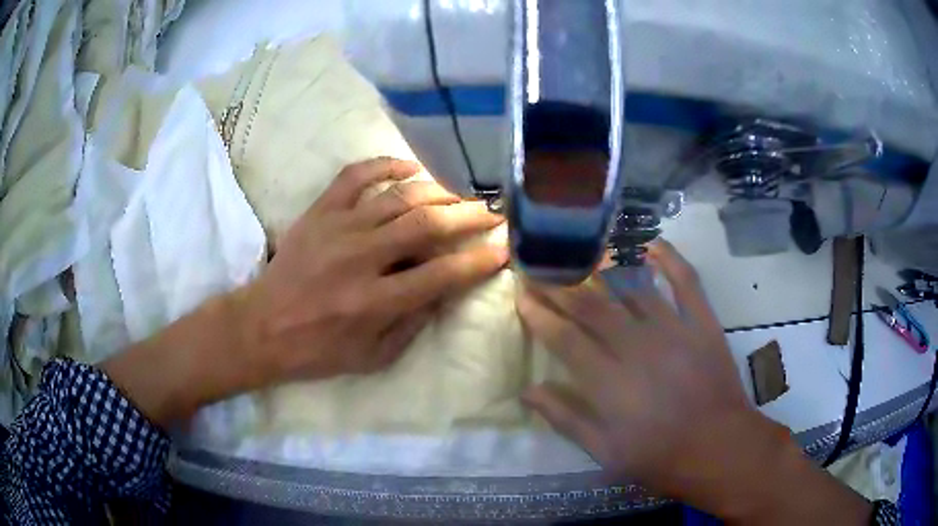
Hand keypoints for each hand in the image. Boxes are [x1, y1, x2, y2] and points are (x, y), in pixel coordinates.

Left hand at [102, 157, 507, 425]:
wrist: (262, 326)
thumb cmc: (318, 349)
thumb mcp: (373, 358)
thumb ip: (413, 324)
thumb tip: (445, 290)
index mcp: (375, 302)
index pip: (441, 274)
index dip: (478, 261)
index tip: (504, 248)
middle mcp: (360, 259)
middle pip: (426, 225)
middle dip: (468, 215)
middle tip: (492, 211)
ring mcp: (337, 228)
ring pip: (399, 196)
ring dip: (438, 191)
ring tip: (460, 193)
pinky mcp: (319, 211)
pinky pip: (355, 175)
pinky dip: (385, 165)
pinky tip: (409, 168)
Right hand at [517, 240, 870, 523]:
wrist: (721, 448)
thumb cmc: (660, 457)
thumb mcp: (605, 452)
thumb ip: (566, 419)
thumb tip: (529, 392)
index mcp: (610, 382)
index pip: (565, 338)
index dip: (540, 315)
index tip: (522, 295)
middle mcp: (638, 348)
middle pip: (592, 307)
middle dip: (560, 285)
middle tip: (540, 266)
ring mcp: (674, 330)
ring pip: (632, 288)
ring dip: (604, 268)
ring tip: (582, 254)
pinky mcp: (702, 323)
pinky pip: (686, 282)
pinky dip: (669, 260)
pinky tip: (651, 245)